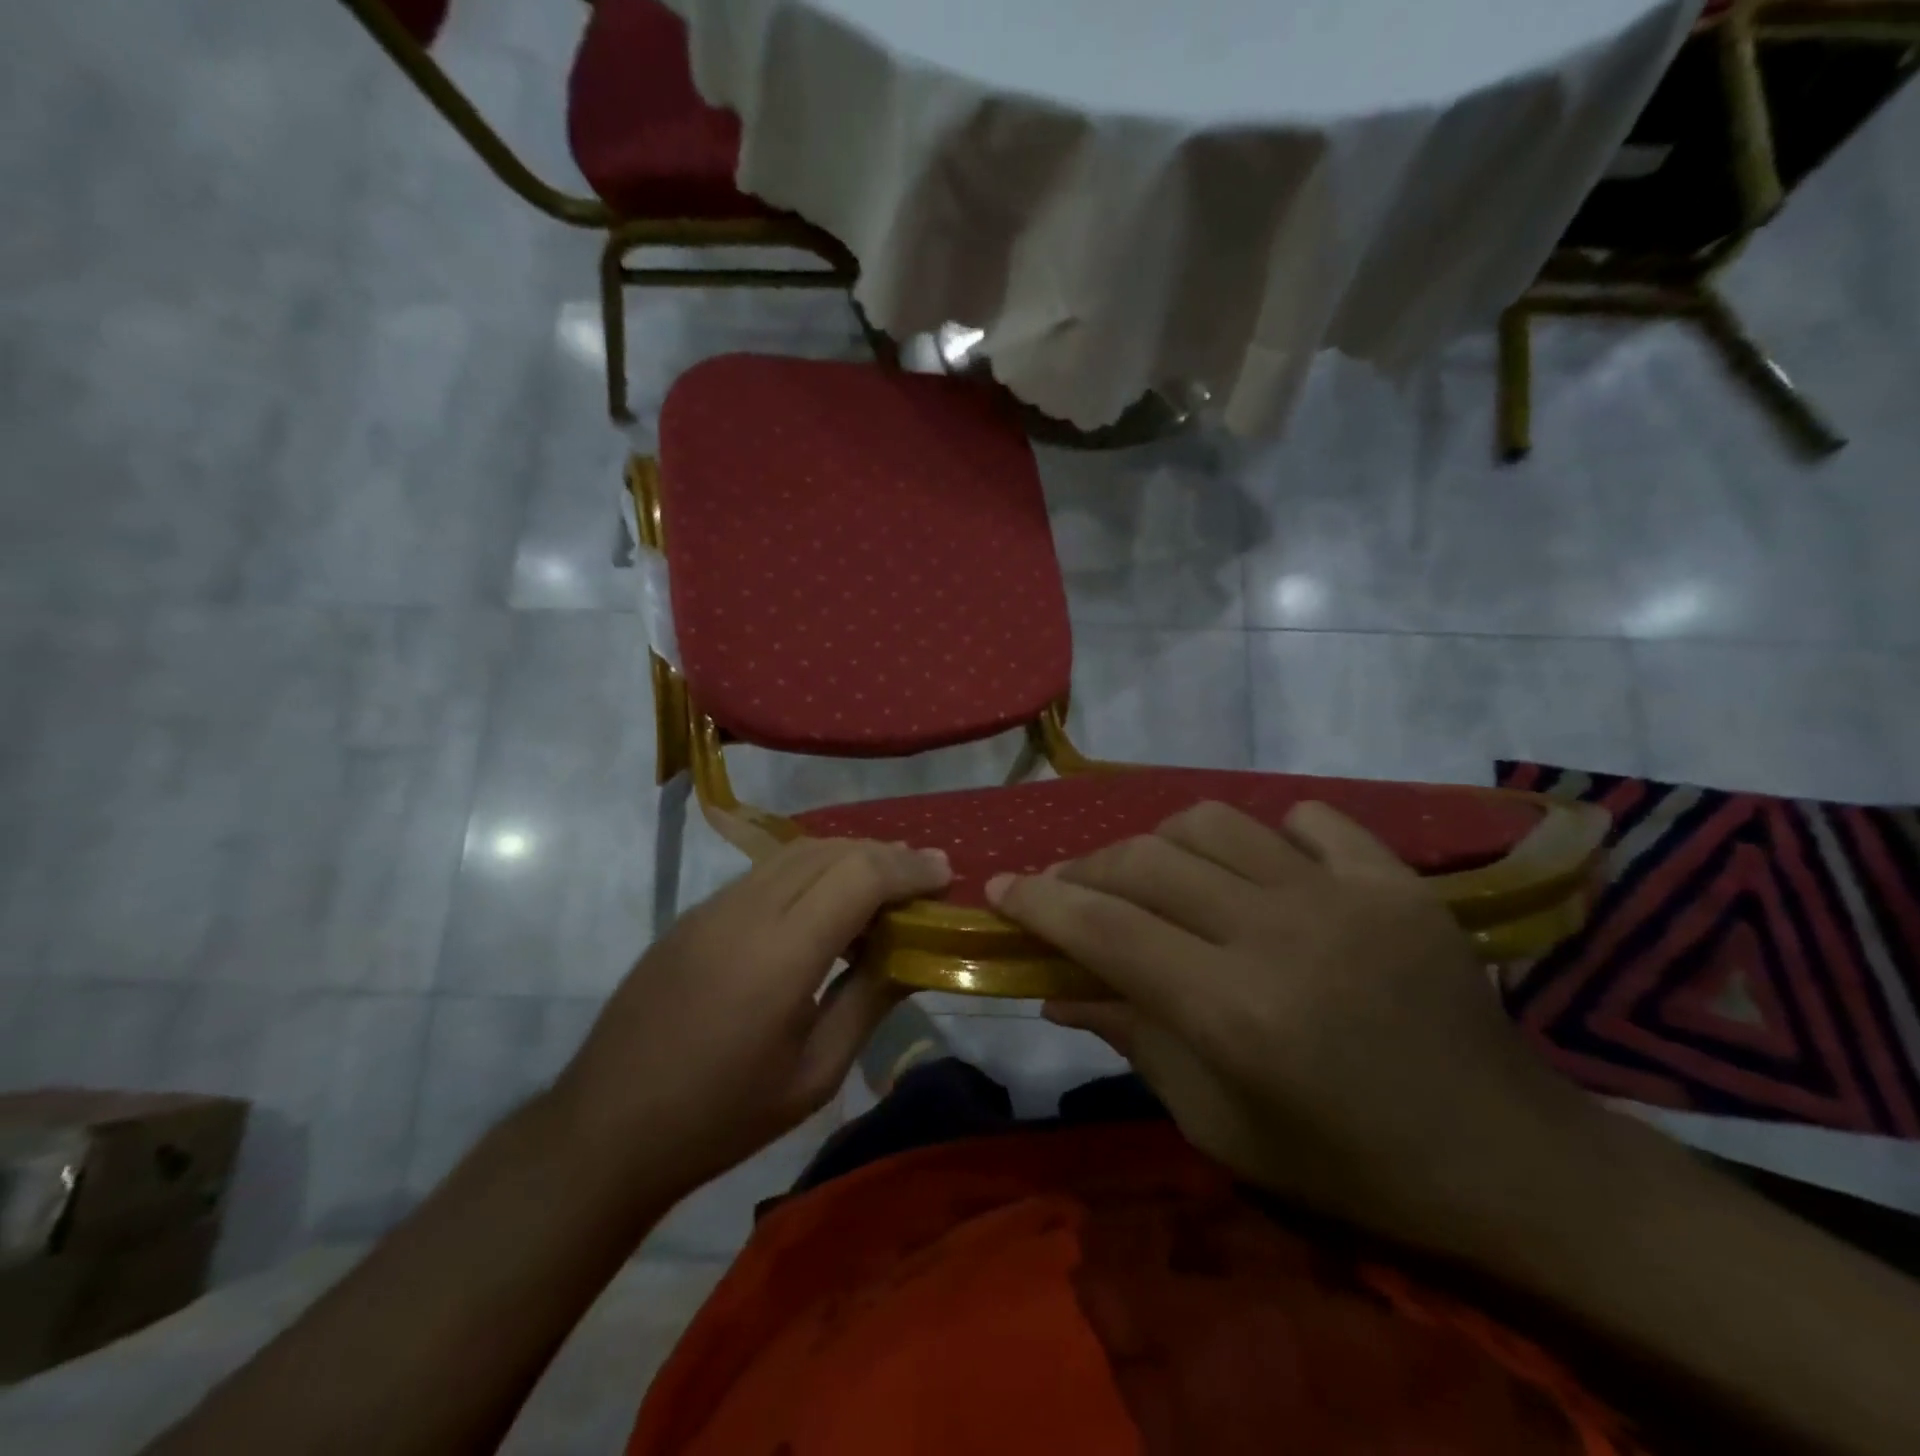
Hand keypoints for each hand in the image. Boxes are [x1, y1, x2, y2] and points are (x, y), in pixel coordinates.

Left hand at [552, 838, 949, 1205]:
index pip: (858, 876)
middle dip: (885, 855)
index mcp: (780, 955)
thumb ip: (868, 1003)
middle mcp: (746, 911)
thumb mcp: (813, 1076)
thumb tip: (912, 956)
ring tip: (882, 885)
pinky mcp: (694, 914)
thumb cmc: (721, 1118)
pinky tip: (825, 903)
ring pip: (796, 853)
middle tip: (922, 879)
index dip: (908, 868)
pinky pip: (766, 871)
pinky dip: (810, 870)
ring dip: (847, 857)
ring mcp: (713, 907)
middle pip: (830, 851)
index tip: (945, 875)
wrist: (605, 1129)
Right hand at [988, 800, 1608, 1262]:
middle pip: (1148, 861)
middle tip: (1066, 889)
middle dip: (1086, 868)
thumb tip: (1055, 989)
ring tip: (1153, 875)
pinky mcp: (1396, 880)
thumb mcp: (1219, 1124)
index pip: (1106, 930)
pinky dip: (1266, 836)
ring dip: (1162, 843)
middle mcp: (1281, 935)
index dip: (1040, 903)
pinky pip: (1308, 820)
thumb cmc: (1345, 1164)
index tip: (999, 889)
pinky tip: (1260, 870)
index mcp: (1235, 1012)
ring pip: (1214, 822)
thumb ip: (1133, 1040)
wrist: (1504, 1158)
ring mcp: (1346, 896)